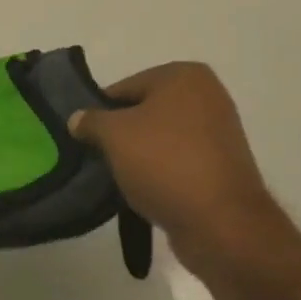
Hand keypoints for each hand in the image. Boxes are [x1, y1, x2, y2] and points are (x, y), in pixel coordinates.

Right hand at [69, 62, 285, 279]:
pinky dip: (162, 174)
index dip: (101, 112)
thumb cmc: (166, 163)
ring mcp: (219, 132)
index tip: (85, 138)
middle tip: (99, 159)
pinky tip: (145, 194)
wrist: (222, 224)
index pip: (126, 87)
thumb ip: (91, 121)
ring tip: (120, 181)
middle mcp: (207, 95)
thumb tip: (77, 119)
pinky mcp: (223, 167)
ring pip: (162, 139)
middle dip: (122, 134)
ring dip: (141, 157)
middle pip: (145, 111)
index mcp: (184, 75)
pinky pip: (180, 163)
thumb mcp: (115, 136)